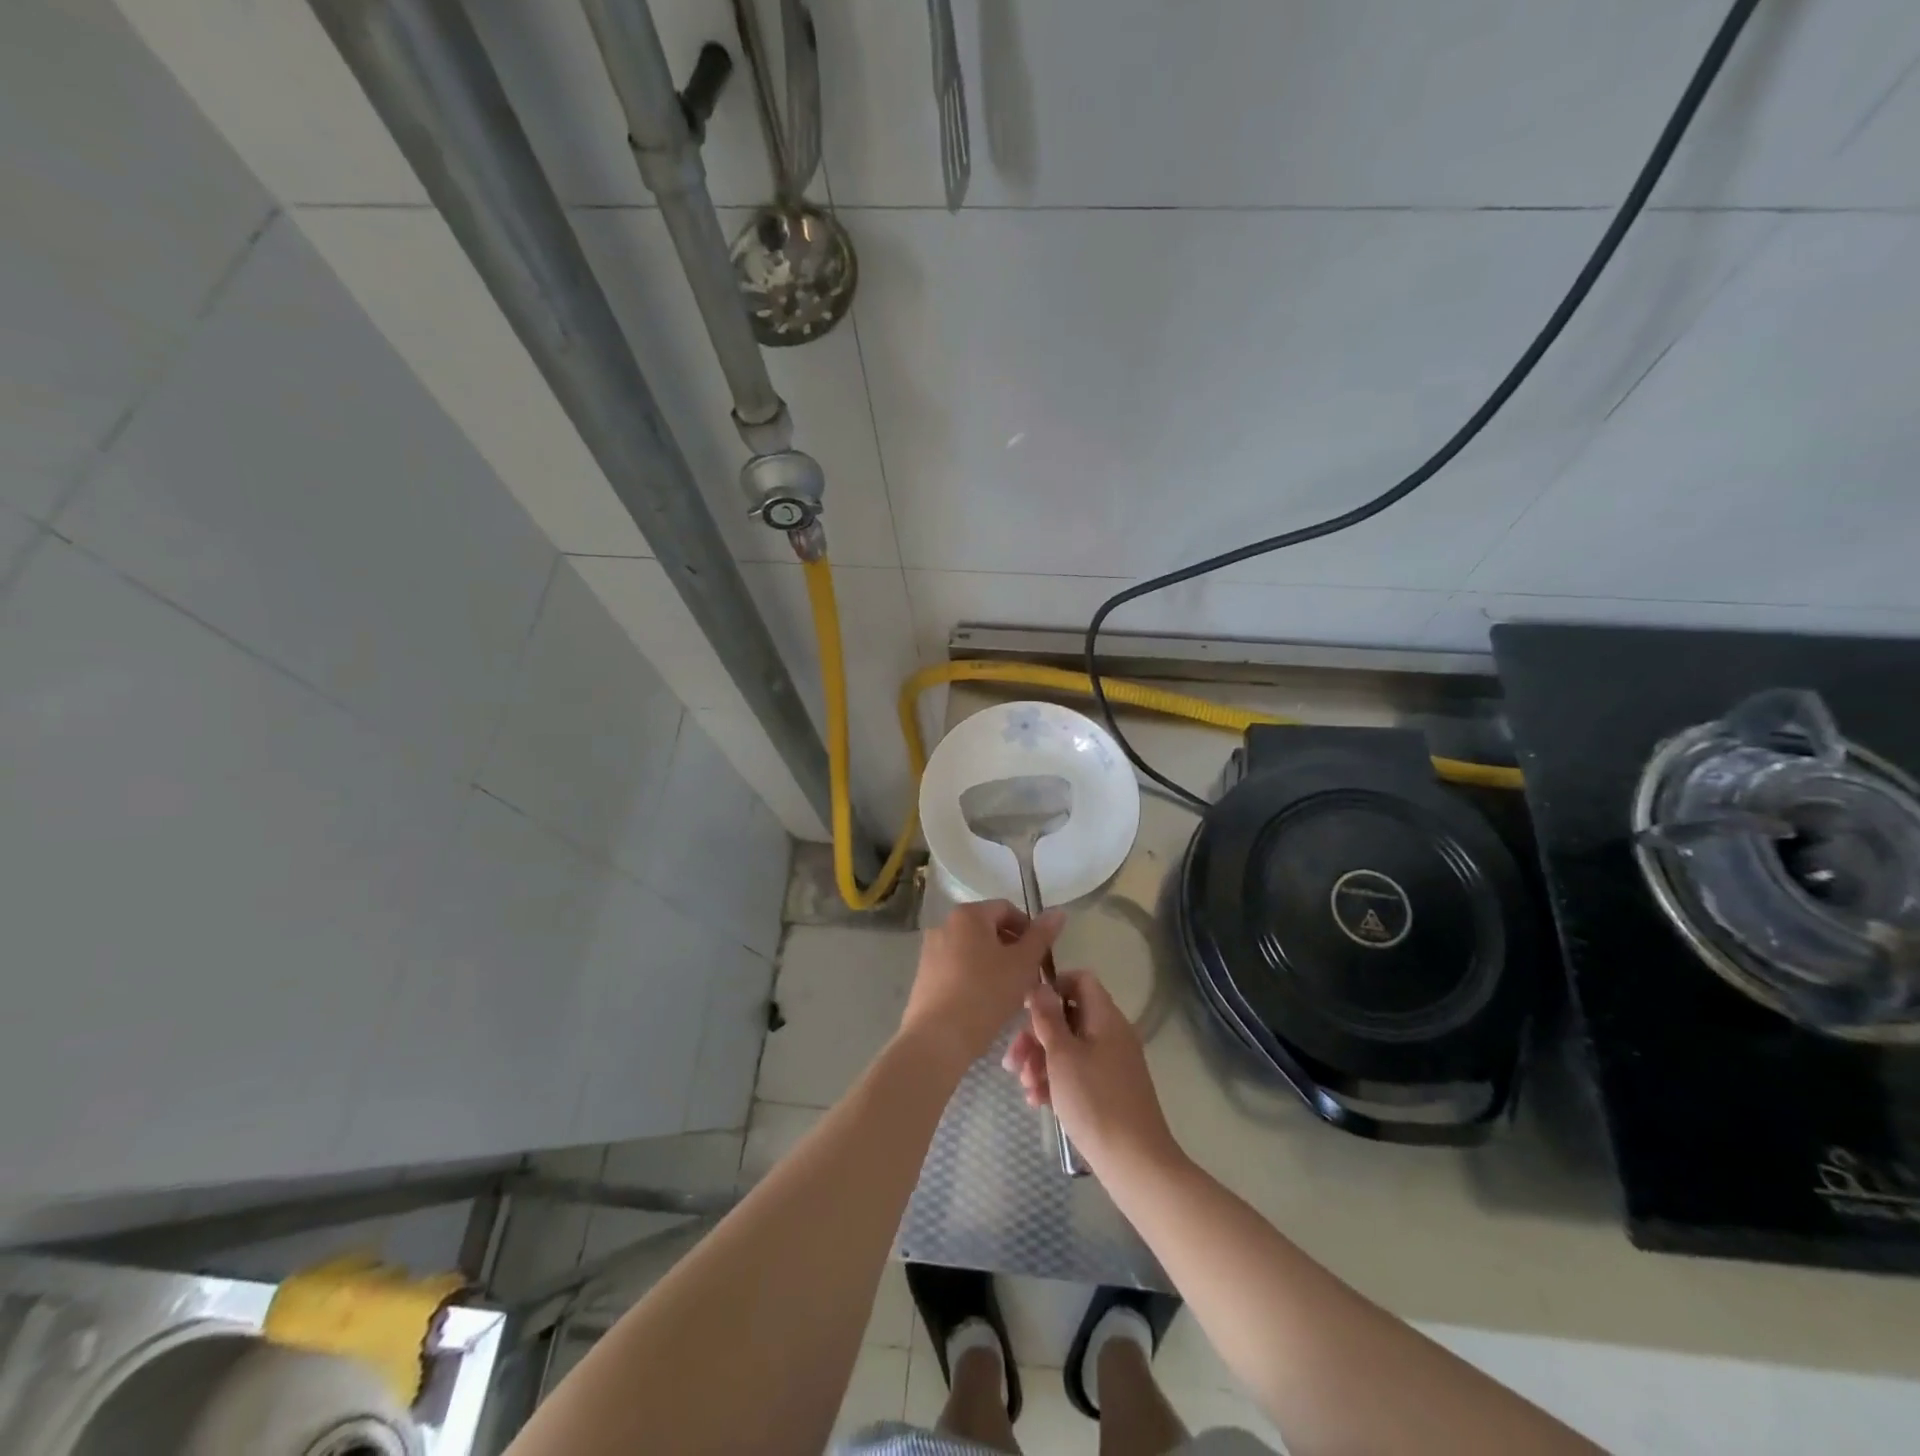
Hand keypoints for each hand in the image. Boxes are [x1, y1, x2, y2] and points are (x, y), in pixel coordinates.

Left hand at [898, 900, 1063, 1073]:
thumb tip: (1058, 911)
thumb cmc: (986, 994)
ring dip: (995, 964)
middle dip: (1013, 949)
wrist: (939, 1038)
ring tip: (1010, 993)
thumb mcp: (1023, 964)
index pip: (1006, 909)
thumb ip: (1041, 936)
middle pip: (988, 929)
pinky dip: (975, 977)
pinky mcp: (924, 975)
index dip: (1029, 930)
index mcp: (968, 915)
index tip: (1041, 957)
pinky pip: (957, 967)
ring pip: (973, 950)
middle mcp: (945, 925)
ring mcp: (931, 950)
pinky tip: (986, 1002)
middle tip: (1029, 977)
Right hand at [1002, 970, 1182, 1179]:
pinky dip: (1056, 1081)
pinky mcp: (1110, 1090)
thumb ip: (1048, 1017)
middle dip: (1037, 1035)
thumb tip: (1040, 986)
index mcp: (1105, 1018)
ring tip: (1024, 1086)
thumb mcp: (1062, 1056)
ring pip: (1070, 1047)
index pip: (1080, 981)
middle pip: (1069, 1017)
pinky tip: (1037, 1100)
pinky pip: (1078, 1072)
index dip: (1052, 988)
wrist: (1135, 1163)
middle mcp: (1111, 1034)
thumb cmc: (1094, 1101)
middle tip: (1013, 1060)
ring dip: (1042, 1061)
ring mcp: (1112, 1063)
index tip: (1026, 1011)